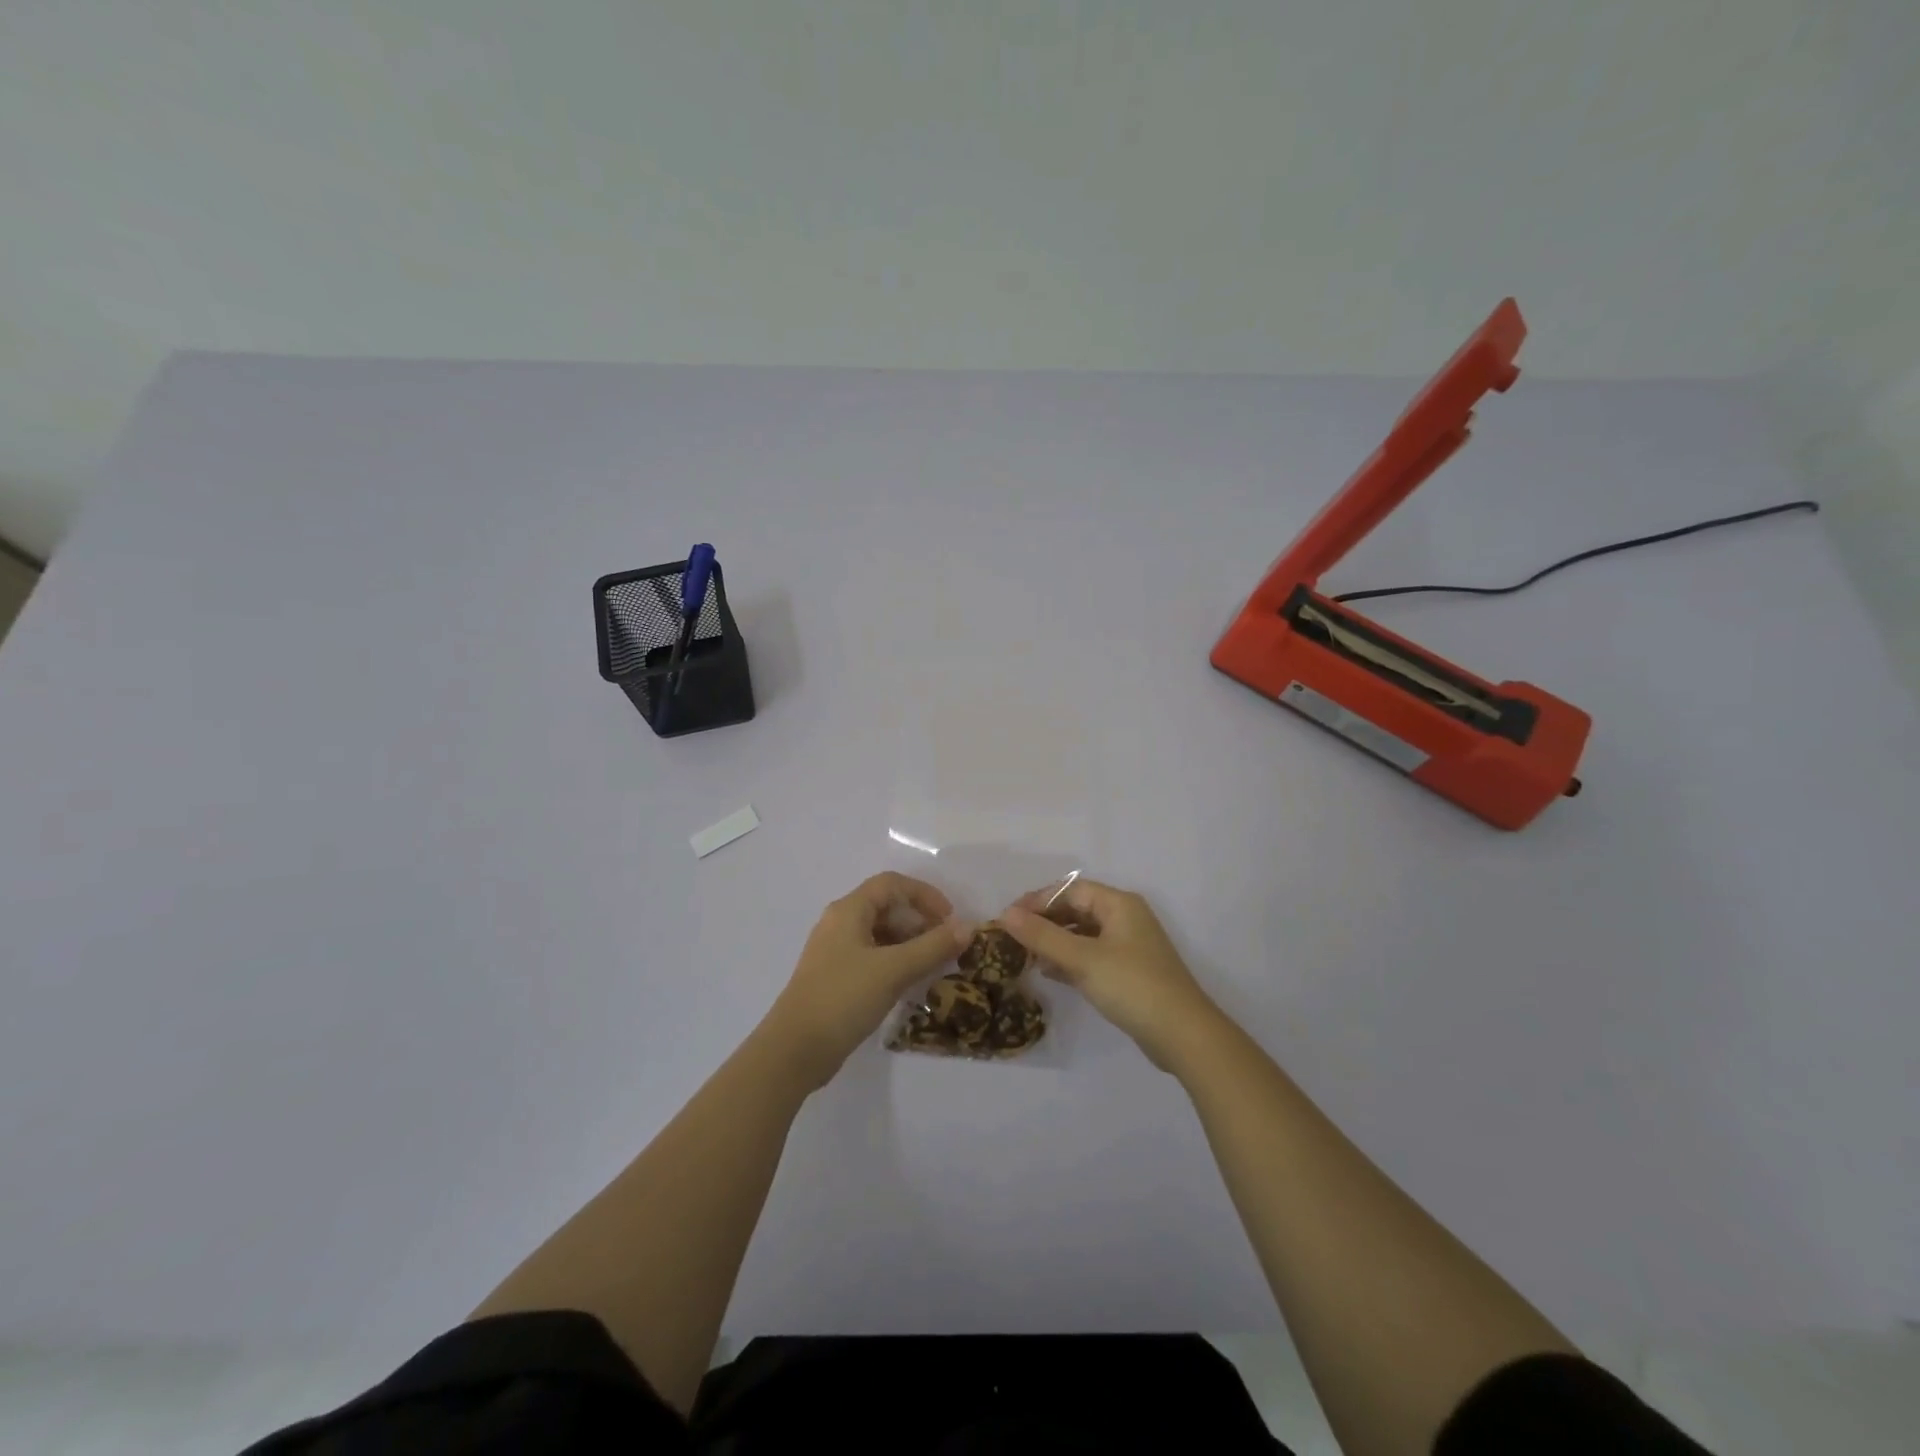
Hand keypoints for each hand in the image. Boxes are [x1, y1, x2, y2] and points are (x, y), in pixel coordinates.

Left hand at [763, 873, 971, 1088]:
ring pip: (881, 934)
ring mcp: (835, 952)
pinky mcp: (836, 977)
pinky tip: (911, 984)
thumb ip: (932, 947)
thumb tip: (967, 927)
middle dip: (920, 921)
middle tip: (945, 945)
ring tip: (934, 966)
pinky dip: (896, 962)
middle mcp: (840, 923)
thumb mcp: (893, 970)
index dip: (924, 894)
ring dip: (910, 943)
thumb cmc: (843, 999)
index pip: (892, 884)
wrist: (794, 1051)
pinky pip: (873, 957)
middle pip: (886, 907)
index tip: (949, 919)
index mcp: (849, 910)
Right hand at [1001, 879, 1222, 1071]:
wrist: (1183, 1035)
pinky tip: (1047, 973)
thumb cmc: (1132, 986)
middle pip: (1076, 910)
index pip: (1070, 890)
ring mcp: (1128, 946)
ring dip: (1054, 942)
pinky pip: (1091, 956)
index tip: (1008, 918)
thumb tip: (1006, 914)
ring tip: (1024, 956)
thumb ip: (1042, 936)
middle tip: (1013, 938)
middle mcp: (1125, 918)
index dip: (1038, 900)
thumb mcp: (1082, 959)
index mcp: (1119, 904)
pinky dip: (1069, 960)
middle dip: (1044, 921)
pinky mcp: (1128, 972)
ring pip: (1082, 934)